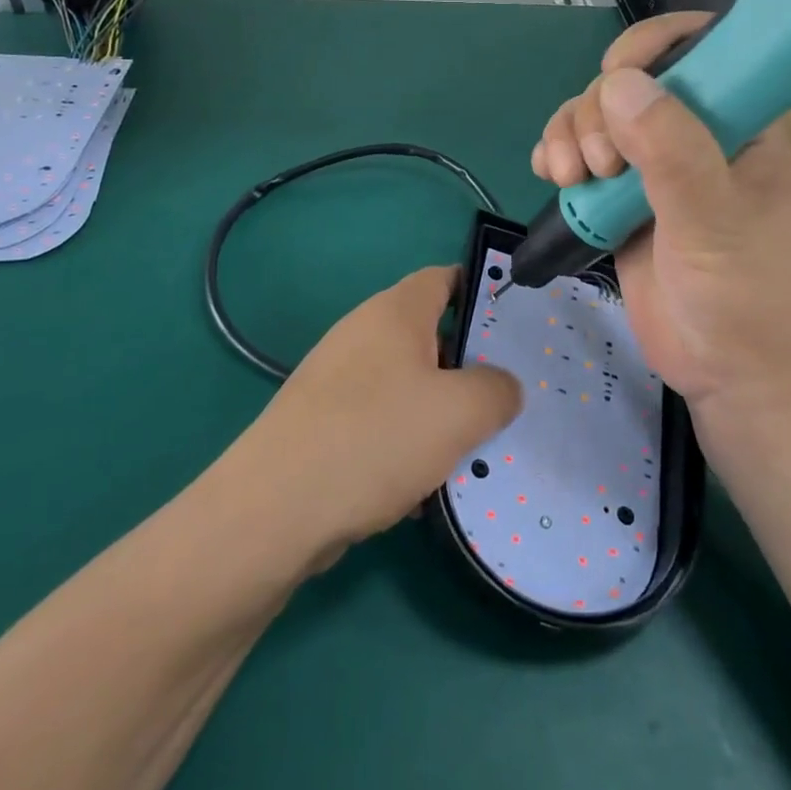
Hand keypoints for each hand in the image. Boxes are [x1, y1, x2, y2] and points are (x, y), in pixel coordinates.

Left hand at [244, 266, 520, 551]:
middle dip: (469, 366)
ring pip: (407, 385)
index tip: (516, 328)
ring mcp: (338, 380)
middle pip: (429, 335)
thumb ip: (497, 390)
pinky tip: (423, 487)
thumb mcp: (459, 412)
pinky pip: (380, 422)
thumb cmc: (375, 439)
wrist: (275, 511)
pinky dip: (406, 445)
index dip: (482, 292)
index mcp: (395, 312)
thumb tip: (502, 387)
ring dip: (439, 414)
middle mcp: (363, 335)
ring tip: (472, 450)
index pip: (445, 278)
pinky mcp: (323, 422)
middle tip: (504, 399)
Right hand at [531, 13, 790, 424]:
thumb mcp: (713, 222)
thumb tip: (616, 85)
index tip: (615, 78)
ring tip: (569, 179)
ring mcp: (656, 166)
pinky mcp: (623, 198)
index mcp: (742, 121)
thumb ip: (671, 152)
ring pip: (596, 117)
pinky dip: (557, 156)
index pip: (702, 45)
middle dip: (597, 111)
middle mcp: (697, 133)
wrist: (729, 375)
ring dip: (570, 135)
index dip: (652, 46)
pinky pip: (580, 155)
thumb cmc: (743, 297)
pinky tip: (550, 176)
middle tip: (599, 166)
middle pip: (629, 81)